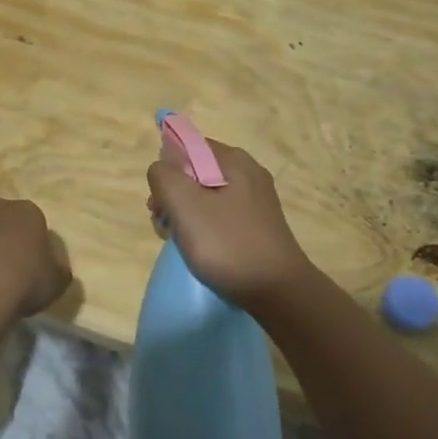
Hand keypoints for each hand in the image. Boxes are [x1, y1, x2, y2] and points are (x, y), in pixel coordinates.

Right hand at [147, 141, 313, 306]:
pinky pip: (220, 215)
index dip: (167, 169)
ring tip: (180, 241)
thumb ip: (163, 176)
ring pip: (206, 196)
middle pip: (195, 172)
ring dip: (185, 215)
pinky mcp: (258, 226)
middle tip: (165, 224)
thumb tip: (161, 170)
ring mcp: (256, 201)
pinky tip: (200, 250)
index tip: (159, 200)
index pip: (188, 146)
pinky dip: (204, 228)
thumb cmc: (228, 244)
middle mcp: (248, 173)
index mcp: (234, 161)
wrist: (278, 292)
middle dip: (173, 195)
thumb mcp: (185, 205)